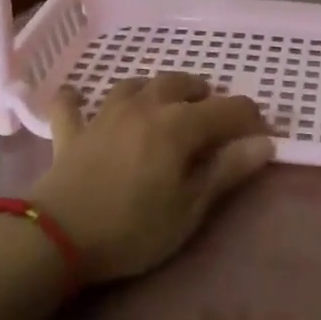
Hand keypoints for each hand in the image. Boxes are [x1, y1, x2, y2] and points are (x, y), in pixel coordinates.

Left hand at [27, 73, 273, 283]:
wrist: (56, 235)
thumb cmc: (133, 227)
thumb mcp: (189, 208)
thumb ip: (226, 171)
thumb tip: (264, 143)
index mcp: (178, 124)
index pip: (227, 109)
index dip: (249, 119)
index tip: (260, 137)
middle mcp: (144, 106)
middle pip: (180, 83)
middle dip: (203, 93)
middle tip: (212, 114)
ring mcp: (104, 114)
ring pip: (135, 84)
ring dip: (155, 88)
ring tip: (163, 103)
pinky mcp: (72, 131)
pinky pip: (72, 104)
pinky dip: (77, 99)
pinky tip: (77, 97)